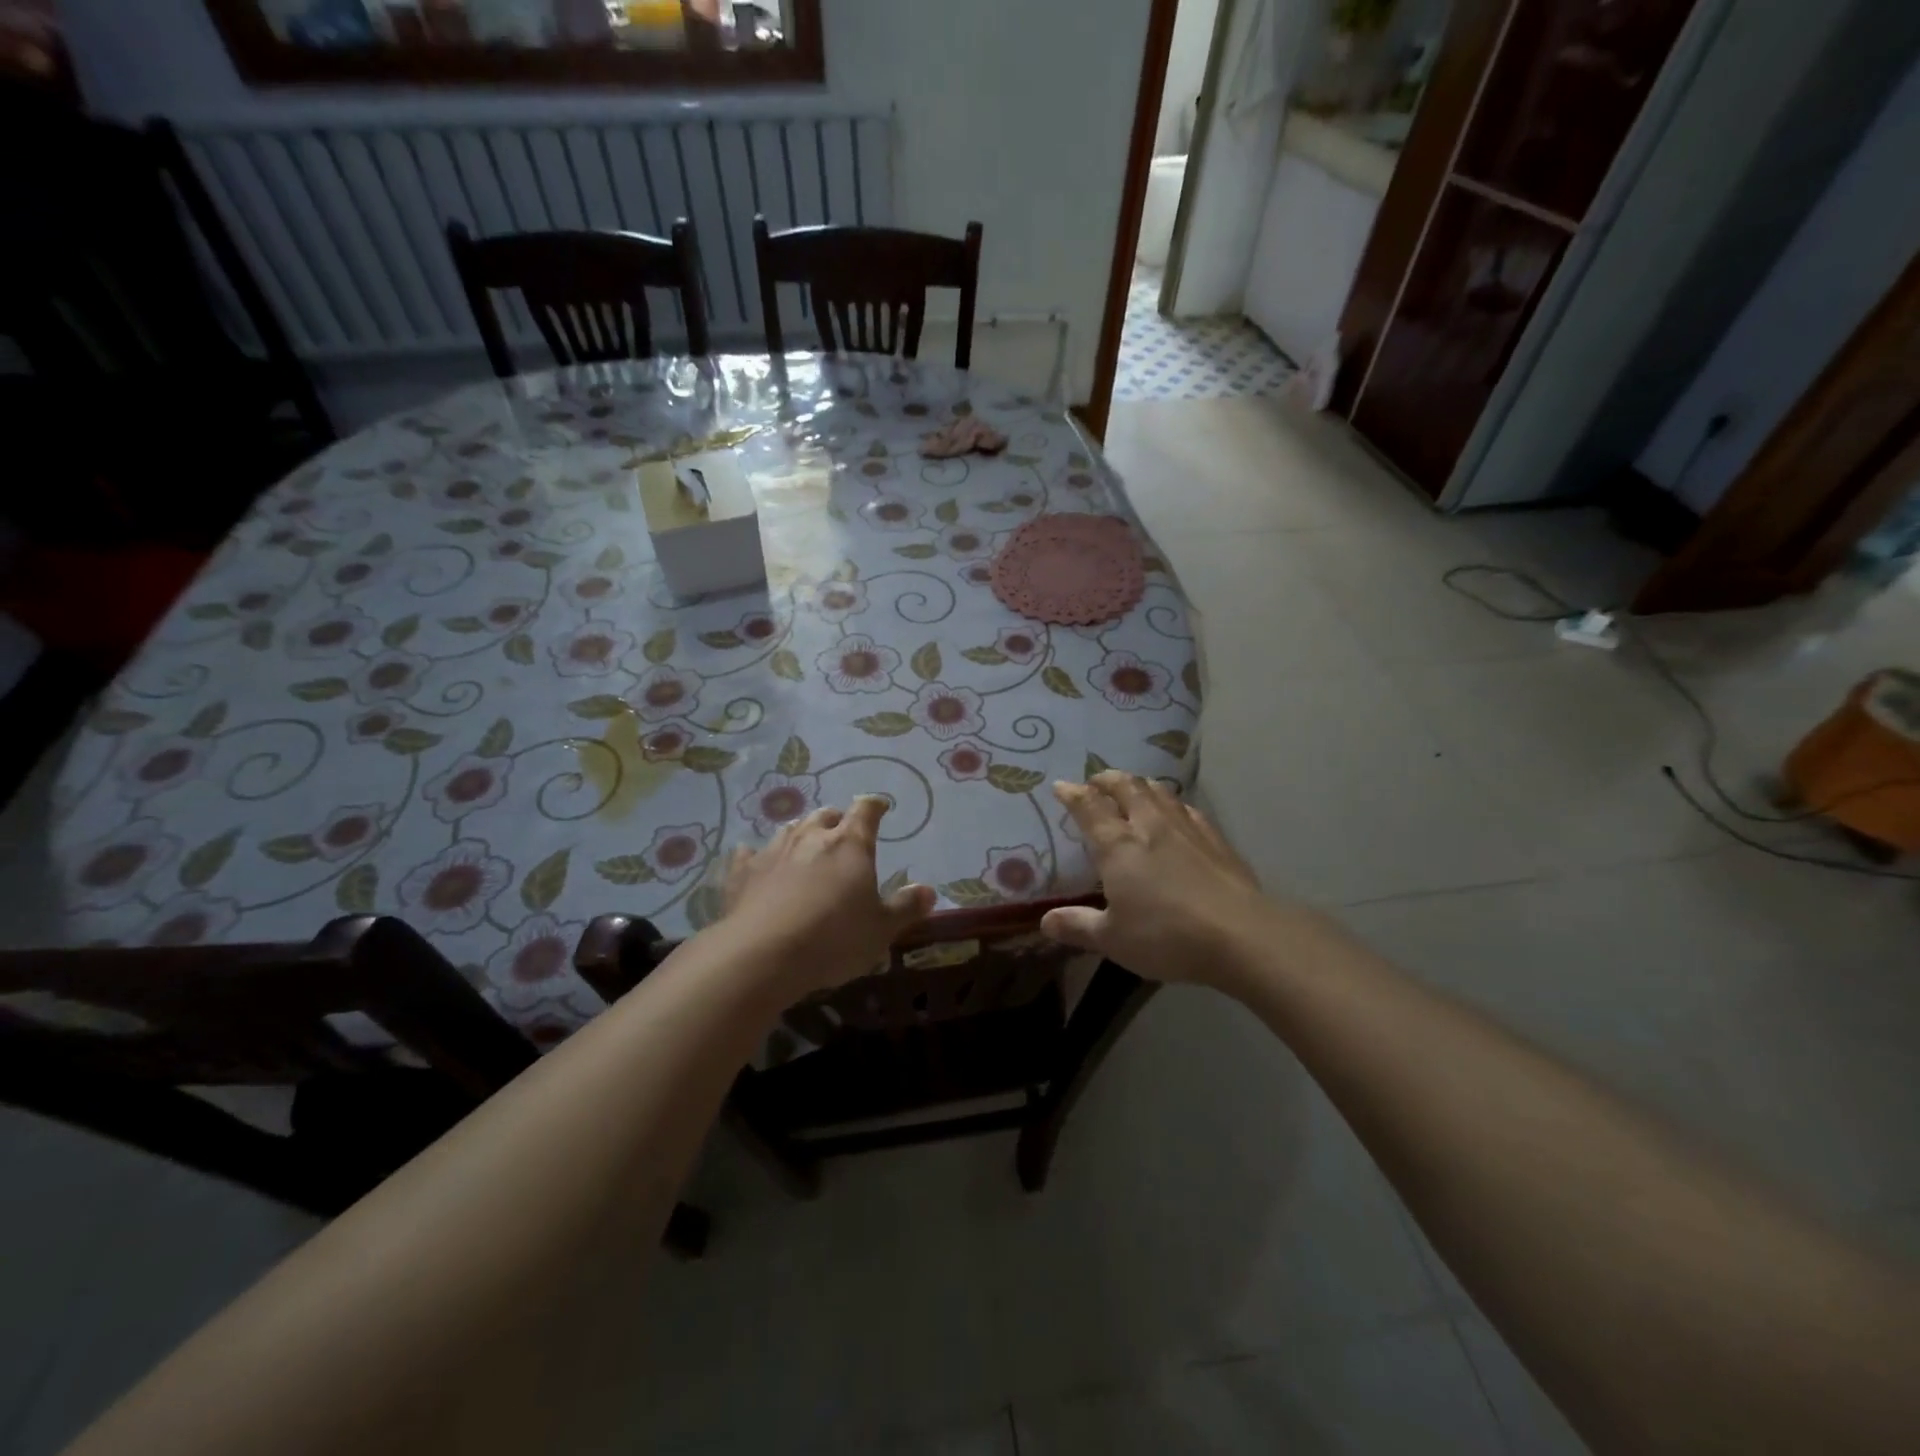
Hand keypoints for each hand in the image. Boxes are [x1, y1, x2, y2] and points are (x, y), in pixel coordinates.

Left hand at [719, 795, 935, 996]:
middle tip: (842, 834)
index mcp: (850, 844)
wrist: (762, 955)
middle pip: (826, 815)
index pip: (866, 810)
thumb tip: (929, 891)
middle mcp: (811, 837)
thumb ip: (906, 908)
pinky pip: (749, 854)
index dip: (875, 806)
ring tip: (805, 846)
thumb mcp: (881, 930)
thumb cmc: (833, 939)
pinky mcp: (742, 872)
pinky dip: (756, 855)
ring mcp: (773, 851)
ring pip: (790, 830)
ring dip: (801, 834)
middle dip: (836, 821)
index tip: (880, 807)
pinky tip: (753, 859)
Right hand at [1042, 772, 1280, 985]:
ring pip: (1159, 792)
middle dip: (1107, 780)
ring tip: (1132, 786)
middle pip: (1127, 788)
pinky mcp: (1216, 840)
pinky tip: (1176, 810)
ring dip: (1140, 784)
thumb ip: (1078, 927)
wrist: (1241, 935)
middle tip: (1096, 780)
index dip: (1073, 794)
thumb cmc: (1166, 935)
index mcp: (1118, 845)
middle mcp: (1150, 826)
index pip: (1089, 808)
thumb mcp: (1113, 939)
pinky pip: (1188, 809)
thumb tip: (1045, 921)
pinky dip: (1173, 803)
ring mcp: (1187, 829)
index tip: (1061, 786)